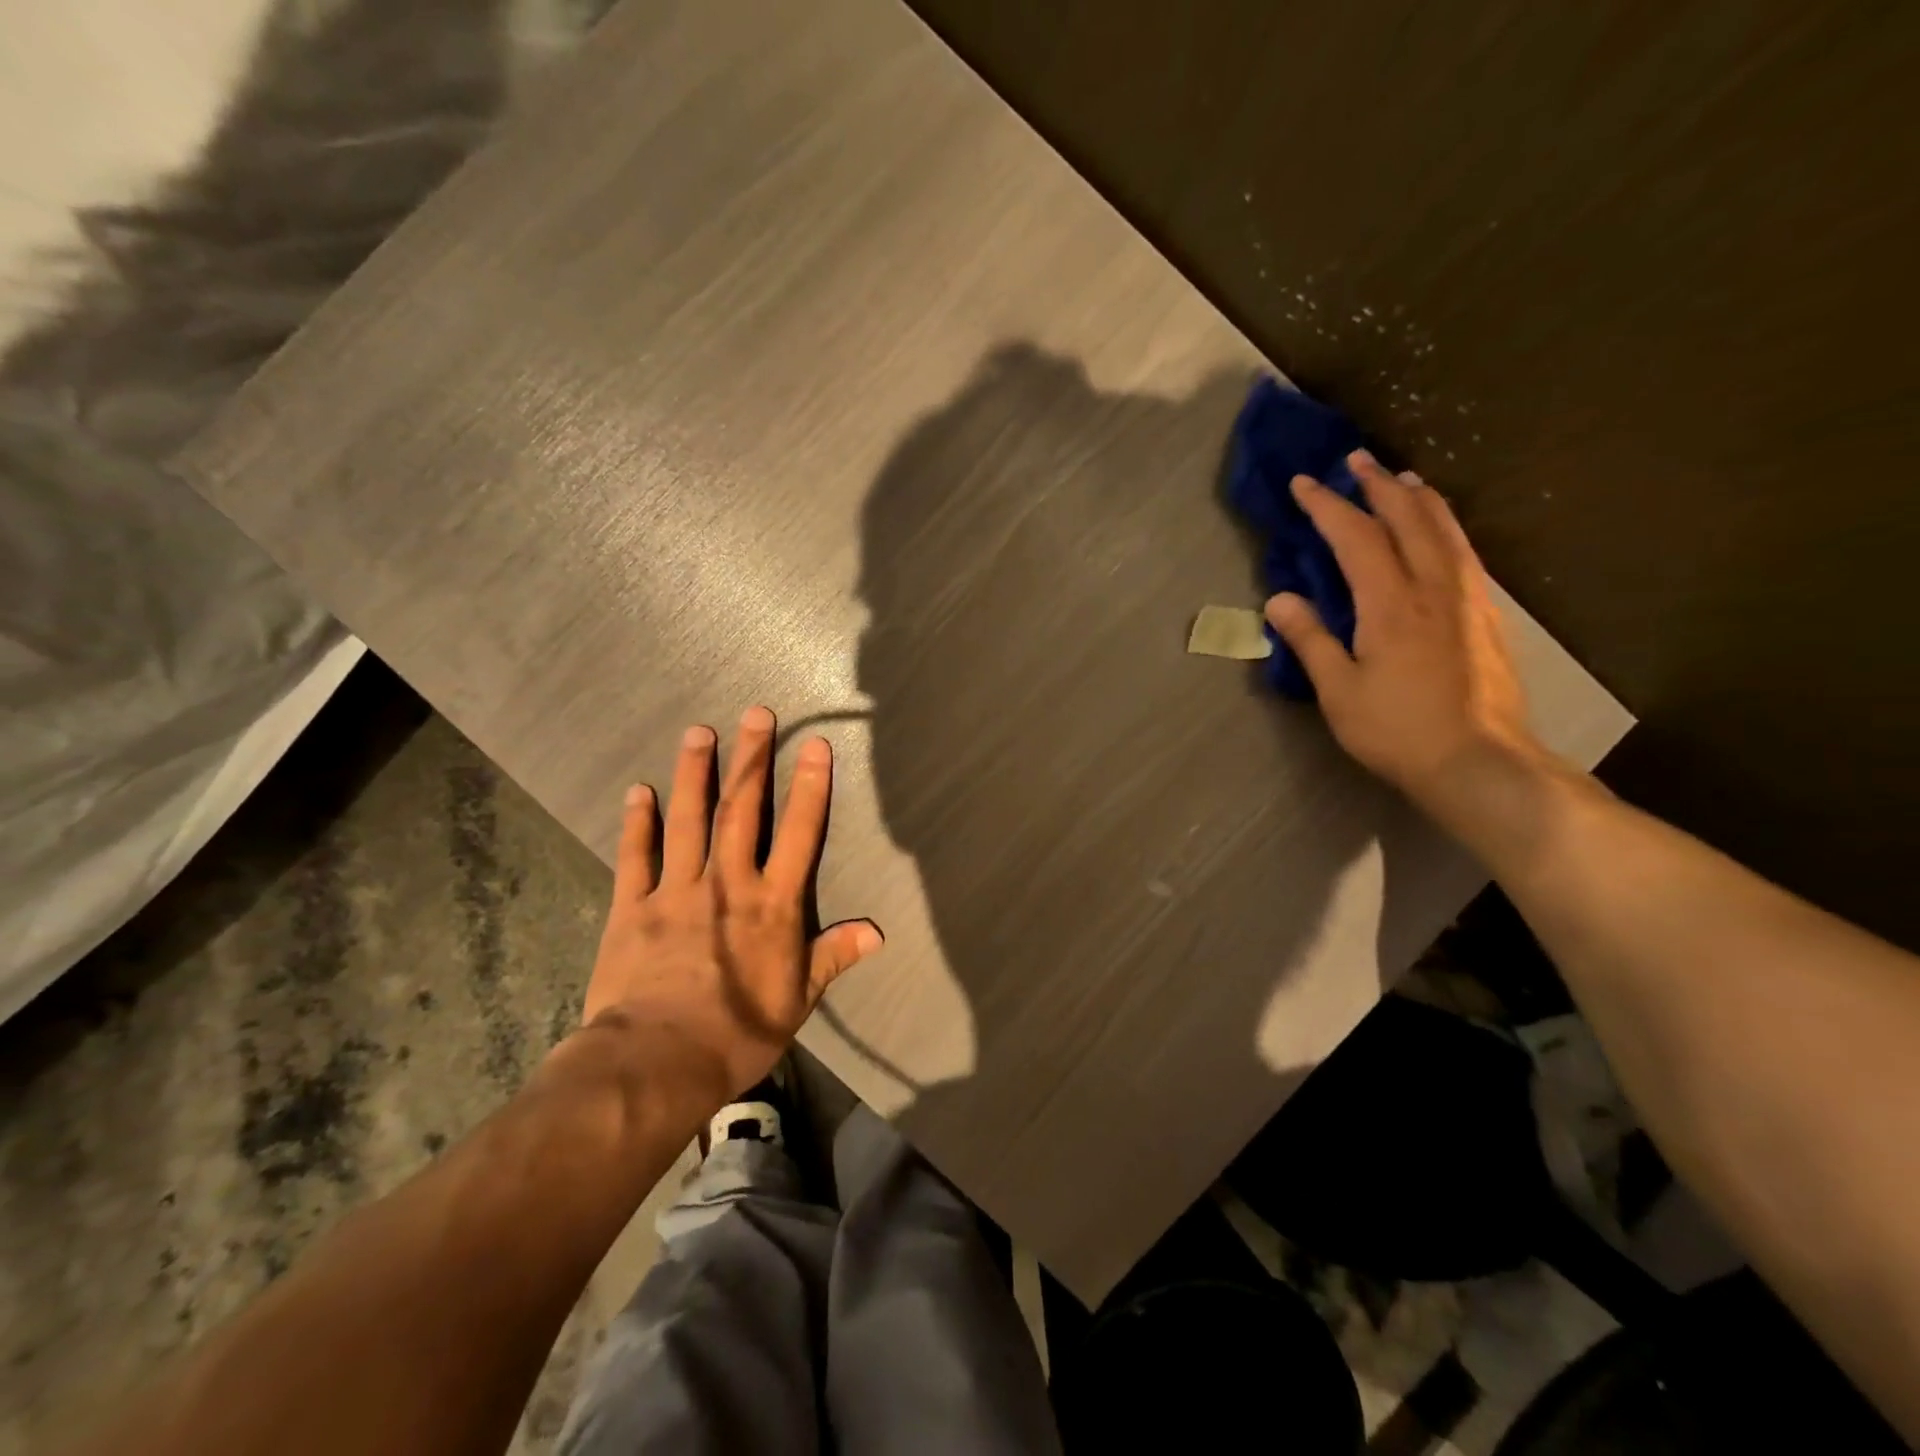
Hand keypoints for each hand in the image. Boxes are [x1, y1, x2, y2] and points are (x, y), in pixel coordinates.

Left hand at [583, 707, 883, 1099]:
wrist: (658, 1062)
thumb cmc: (739, 1032)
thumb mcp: (798, 999)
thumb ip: (834, 956)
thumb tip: (878, 932)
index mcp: (773, 904)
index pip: (800, 834)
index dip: (810, 787)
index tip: (815, 746)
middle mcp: (728, 883)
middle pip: (743, 811)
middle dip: (751, 760)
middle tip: (755, 714)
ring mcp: (676, 891)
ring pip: (688, 820)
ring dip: (694, 774)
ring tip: (698, 733)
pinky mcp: (632, 908)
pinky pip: (635, 856)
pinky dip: (637, 822)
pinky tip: (639, 791)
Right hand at [1265, 449, 1547, 814]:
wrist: (1480, 761)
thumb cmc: (1398, 730)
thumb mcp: (1339, 692)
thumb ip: (1311, 640)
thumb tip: (1280, 599)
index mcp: (1391, 604)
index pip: (1356, 538)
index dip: (1328, 506)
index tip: (1304, 483)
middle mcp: (1434, 588)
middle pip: (1408, 519)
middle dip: (1379, 486)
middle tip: (1357, 460)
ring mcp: (1468, 600)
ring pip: (1446, 531)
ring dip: (1419, 499)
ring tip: (1403, 479)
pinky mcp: (1487, 617)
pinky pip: (1465, 553)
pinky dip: (1447, 528)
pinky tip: (1442, 532)